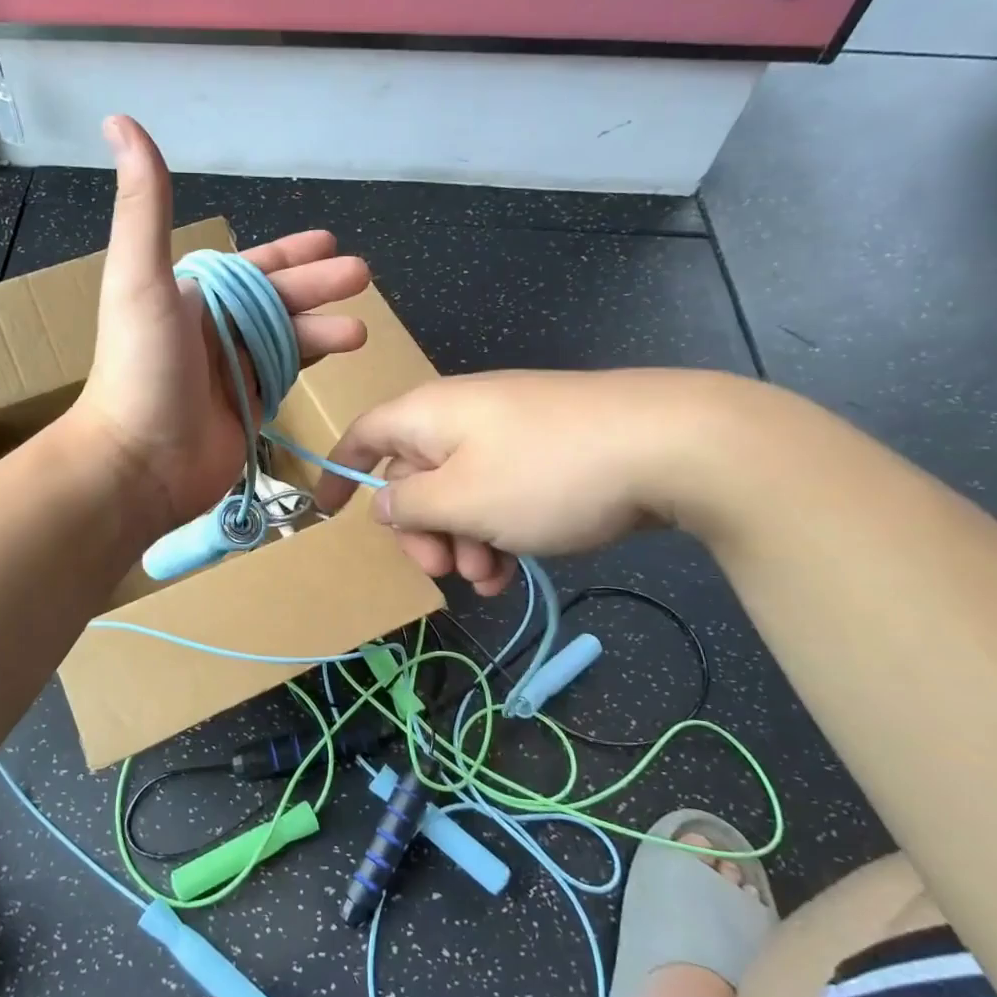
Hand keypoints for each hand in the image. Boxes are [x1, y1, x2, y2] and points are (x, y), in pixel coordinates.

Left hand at [71, 116, 370, 534]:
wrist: (138, 461)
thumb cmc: (142, 368)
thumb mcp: (140, 278)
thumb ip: (143, 206)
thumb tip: (120, 120)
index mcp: (191, 297)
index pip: (250, 268)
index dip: (289, 254)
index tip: (330, 241)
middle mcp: (211, 330)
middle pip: (277, 301)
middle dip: (319, 287)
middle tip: (363, 277)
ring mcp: (230, 373)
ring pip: (287, 339)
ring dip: (323, 328)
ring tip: (361, 329)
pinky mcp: (246, 411)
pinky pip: (285, 377)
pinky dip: (310, 363)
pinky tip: (339, 356)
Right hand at [316, 369, 752, 595]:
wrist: (671, 444)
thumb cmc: (545, 473)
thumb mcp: (461, 500)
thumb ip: (408, 506)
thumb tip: (383, 501)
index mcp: (428, 415)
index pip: (363, 436)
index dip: (339, 473)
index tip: (325, 513)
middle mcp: (461, 416)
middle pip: (413, 475)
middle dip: (421, 531)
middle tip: (444, 571)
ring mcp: (508, 432)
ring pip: (459, 492)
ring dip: (463, 542)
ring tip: (491, 581)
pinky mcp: (546, 451)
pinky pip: (500, 492)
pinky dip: (497, 531)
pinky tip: (515, 570)